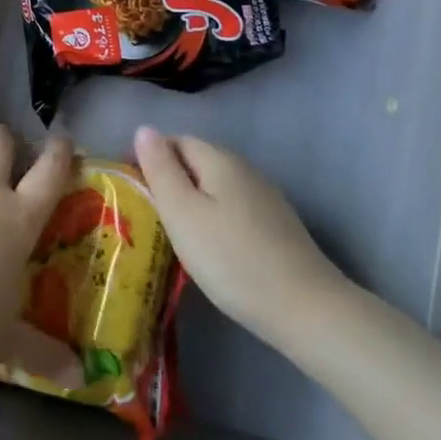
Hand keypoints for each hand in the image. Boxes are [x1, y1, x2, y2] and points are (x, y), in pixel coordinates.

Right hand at [133, 127, 348, 352]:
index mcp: (220, 159)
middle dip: (171, 181)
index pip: (176, 141)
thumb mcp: (182, 212)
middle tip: (150, 216)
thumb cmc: (231, 258)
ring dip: (193, 202)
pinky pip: (234, 209)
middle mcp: (246, 169)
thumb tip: (143, 129)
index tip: (133, 190)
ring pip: (216, 187)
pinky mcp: (278, 226)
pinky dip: (216, 220)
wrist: (306, 310)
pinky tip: (213, 249)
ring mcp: (266, 198)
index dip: (150, 158)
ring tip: (176, 236)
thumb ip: (160, 169)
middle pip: (197, 162)